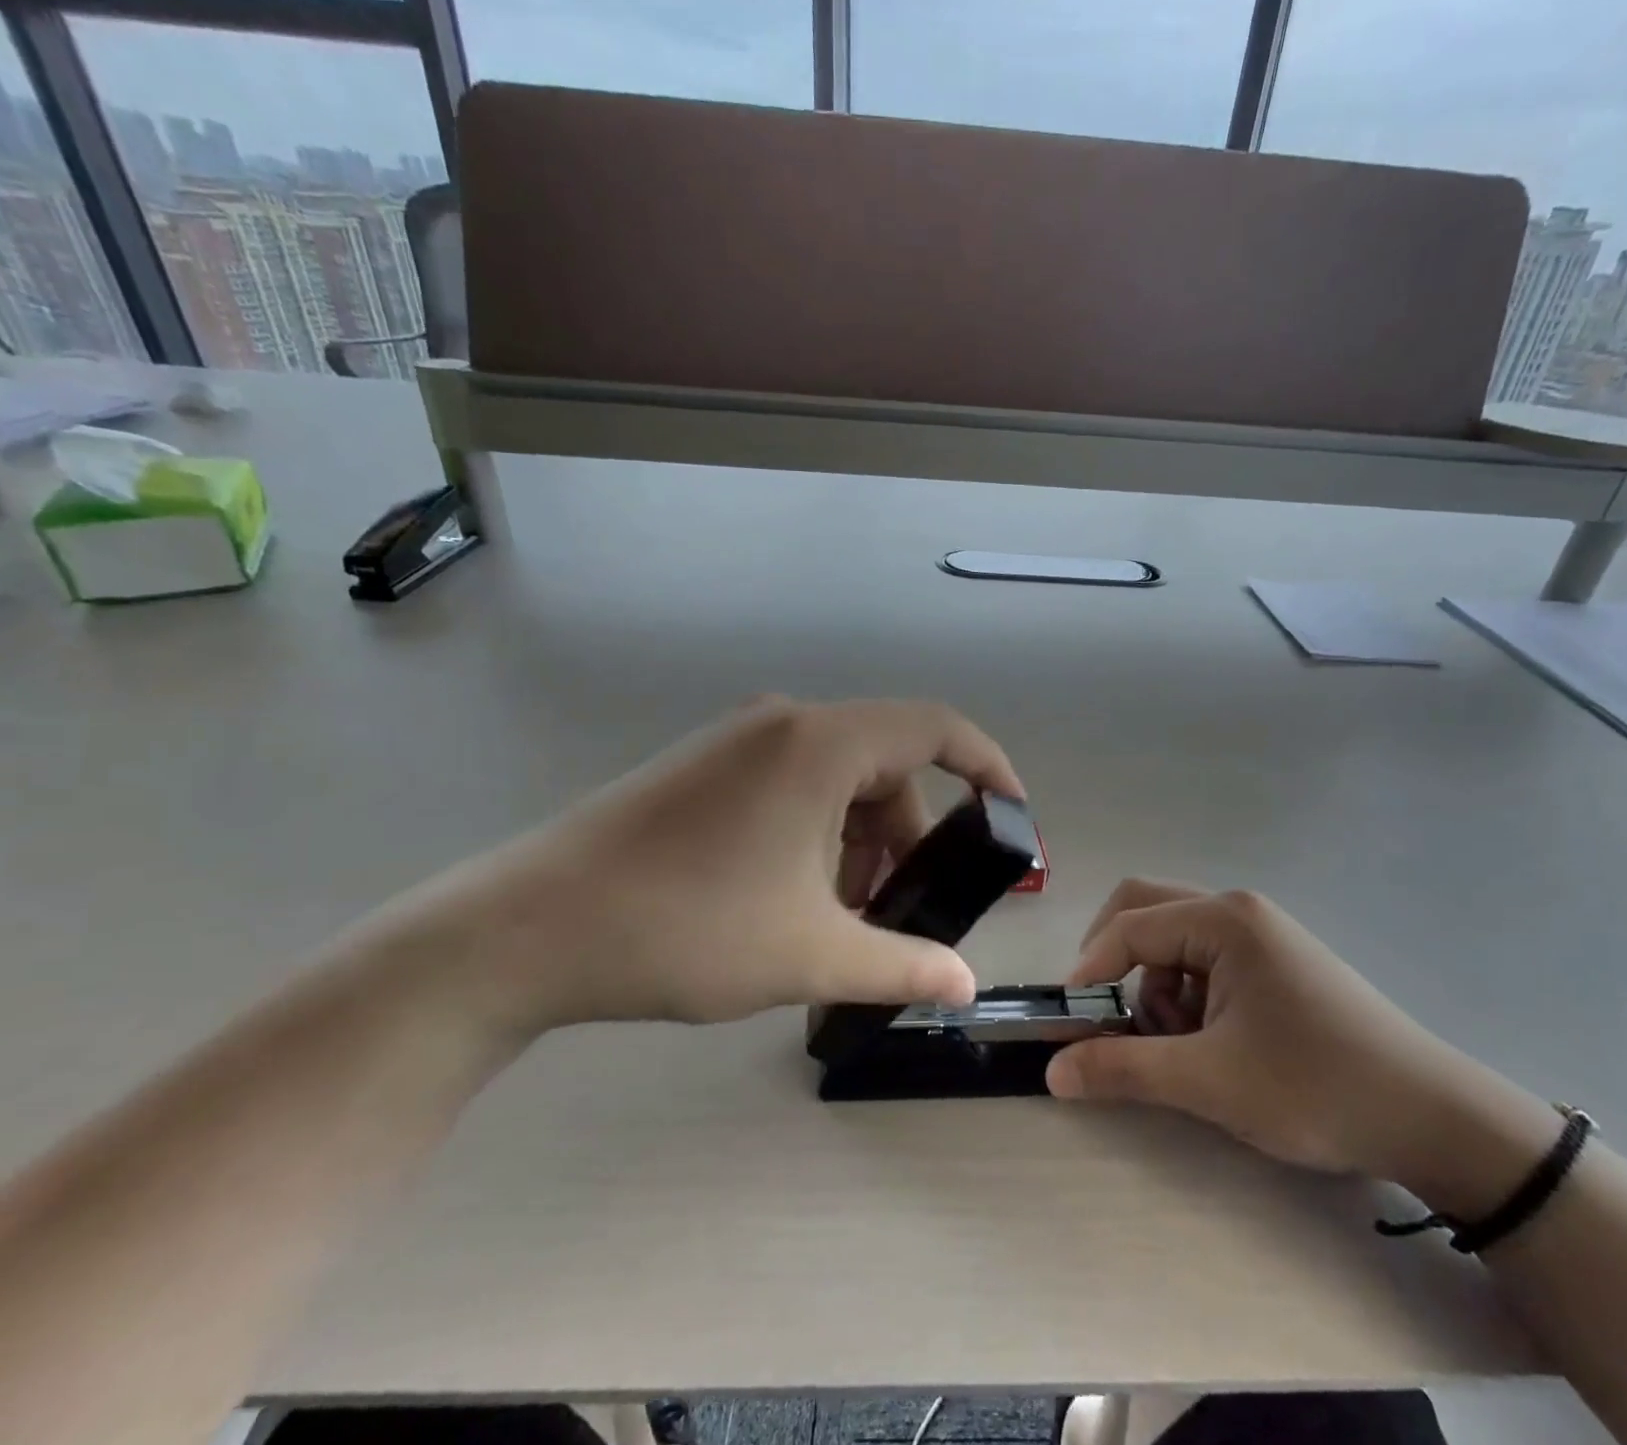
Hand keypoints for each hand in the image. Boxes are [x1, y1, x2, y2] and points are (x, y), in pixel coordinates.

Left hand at [387, 698, 1022, 1030]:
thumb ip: (902, 966)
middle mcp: (784, 724)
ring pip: (836, 781)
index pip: (936, 727)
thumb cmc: (686, 929)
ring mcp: (737, 742)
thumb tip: (964, 987)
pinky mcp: (703, 768)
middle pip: (884, 766)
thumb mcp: (811, 955)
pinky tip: (791, 898)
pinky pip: (791, 786)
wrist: (529, 929)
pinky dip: (815, 835)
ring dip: (858, 843)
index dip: (987, 766)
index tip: (1012, 815)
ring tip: (840, 918)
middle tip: (899, 910)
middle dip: (908, 836)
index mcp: (820, 744)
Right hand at [1046, 881, 1530, 1190]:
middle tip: (1104, 1013)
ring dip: (1154, 985)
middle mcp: (1238, 911)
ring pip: (1173, 939)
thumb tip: (1052, 1071)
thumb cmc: (1316, 1088)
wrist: (1434, 1119)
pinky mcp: (1274, 960)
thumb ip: (1123, 1069)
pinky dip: (1186, 994)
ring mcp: (1260, 933)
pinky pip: (1204, 959)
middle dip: (1114, 960)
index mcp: (1223, 920)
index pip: (1128, 927)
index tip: (1068, 1023)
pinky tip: (1209, 1043)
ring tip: (1176, 1047)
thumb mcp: (1210, 1082)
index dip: (1088, 971)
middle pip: (1146, 909)